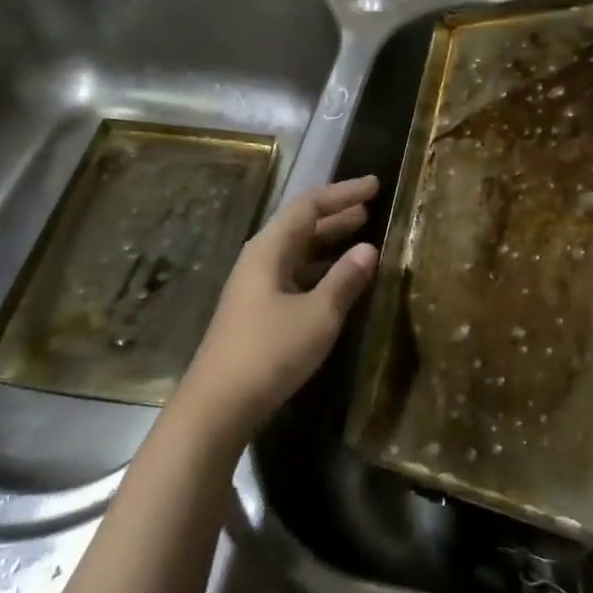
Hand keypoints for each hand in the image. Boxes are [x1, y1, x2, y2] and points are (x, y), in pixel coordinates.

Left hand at [177, 175, 379, 445]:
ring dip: (329, 242)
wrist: (217, 406)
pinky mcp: (257, 311)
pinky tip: (339, 280)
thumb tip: (369, 248)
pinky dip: (320, 268)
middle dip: (337, 214)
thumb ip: (344, 279)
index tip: (375, 186)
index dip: (343, 193)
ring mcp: (255, 286)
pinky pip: (295, 274)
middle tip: (371, 207)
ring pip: (298, 251)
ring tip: (362, 236)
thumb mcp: (318, 315)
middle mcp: (259, 259)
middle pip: (301, 225)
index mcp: (269, 249)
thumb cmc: (269, 353)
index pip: (309, 205)